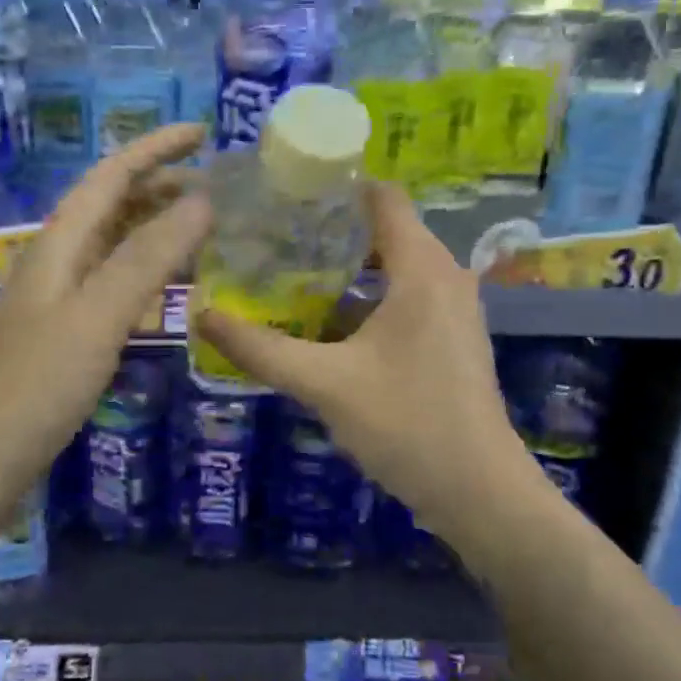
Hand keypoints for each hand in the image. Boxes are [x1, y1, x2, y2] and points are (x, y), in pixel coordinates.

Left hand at [0, 124, 210, 515]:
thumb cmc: (39, 383)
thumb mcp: (99, 314)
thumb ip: (148, 257)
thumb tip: (202, 201)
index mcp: (59, 242)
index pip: (112, 175)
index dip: (156, 148)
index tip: (203, 132)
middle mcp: (56, 258)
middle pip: (111, 203)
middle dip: (161, 184)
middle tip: (216, 188)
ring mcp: (57, 295)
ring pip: (112, 241)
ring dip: (154, 224)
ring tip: (201, 226)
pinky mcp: (63, 329)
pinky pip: (111, 278)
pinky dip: (144, 267)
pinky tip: (165, 284)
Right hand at [195, 182, 537, 545]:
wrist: (478, 492)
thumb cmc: (406, 423)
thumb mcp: (324, 383)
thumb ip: (261, 349)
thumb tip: (202, 316)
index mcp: (422, 268)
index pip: (381, 197)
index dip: (334, 187)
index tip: (284, 193)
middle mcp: (444, 276)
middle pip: (382, 230)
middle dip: (327, 231)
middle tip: (270, 238)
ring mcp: (451, 309)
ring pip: (391, 268)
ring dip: (343, 269)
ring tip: (285, 276)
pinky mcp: (449, 338)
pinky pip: (402, 297)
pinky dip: (363, 299)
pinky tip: (321, 324)